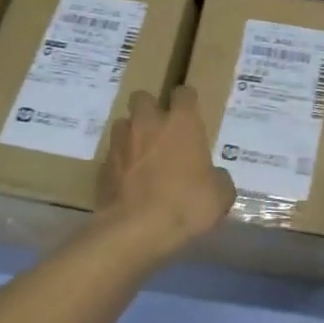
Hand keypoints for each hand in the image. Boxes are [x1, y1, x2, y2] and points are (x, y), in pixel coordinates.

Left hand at [97, 87, 235, 259]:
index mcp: (181, 123)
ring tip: (142, 156)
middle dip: (150, 109)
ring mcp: (121, 142)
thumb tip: (214, 177)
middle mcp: (148, 123)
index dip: (187, 101)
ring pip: (123, 124)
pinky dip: (121, 163)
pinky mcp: (103, 165)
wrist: (136, 229)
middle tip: (161, 131)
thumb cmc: (186, 204)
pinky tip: (129, 182)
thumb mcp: (220, 195)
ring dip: (132, 134)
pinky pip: (113, 155)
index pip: (184, 93)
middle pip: (143, 97)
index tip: (190, 114)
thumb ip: (218, 179)